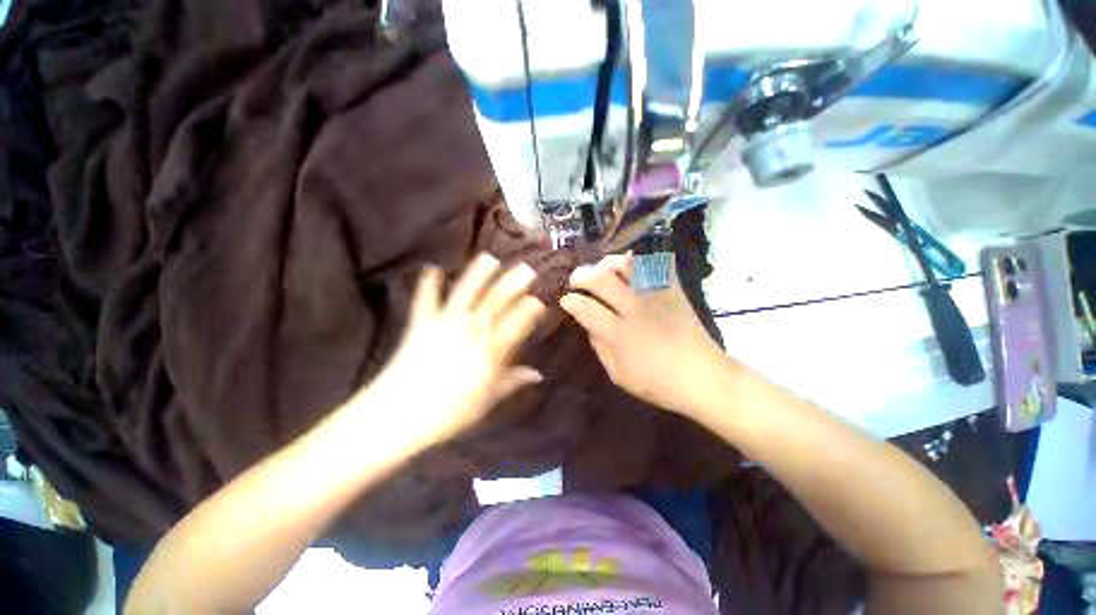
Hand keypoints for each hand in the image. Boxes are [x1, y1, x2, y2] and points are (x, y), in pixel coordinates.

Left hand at [359, 254, 546, 447]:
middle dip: (513, 284)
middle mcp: (470, 331)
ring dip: (478, 274)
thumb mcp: (486, 401)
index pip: (516, 324)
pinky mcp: (421, 324)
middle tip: (527, 268)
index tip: (539, 299)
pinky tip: (431, 267)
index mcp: (489, 351)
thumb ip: (512, 382)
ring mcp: (445, 324)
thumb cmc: (449, 412)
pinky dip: (428, 284)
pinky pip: (425, 300)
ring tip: (489, 258)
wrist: (399, 415)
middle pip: (495, 302)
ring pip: (465, 293)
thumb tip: (538, 375)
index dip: (529, 310)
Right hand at [560, 254, 723, 413]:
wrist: (703, 377)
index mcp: (619, 334)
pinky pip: (656, 265)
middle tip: (576, 279)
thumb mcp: (619, 375)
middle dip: (582, 275)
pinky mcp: (673, 290)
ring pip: (627, 265)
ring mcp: (656, 296)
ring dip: (607, 263)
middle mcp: (634, 309)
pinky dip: (641, 260)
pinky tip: (630, 265)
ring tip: (600, 268)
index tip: (565, 299)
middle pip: (602, 280)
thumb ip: (600, 347)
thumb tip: (589, 324)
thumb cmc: (658, 383)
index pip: (586, 308)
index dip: (571, 301)